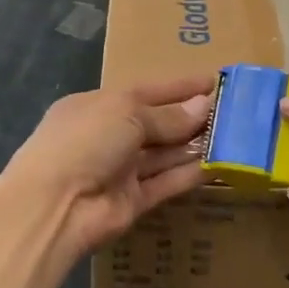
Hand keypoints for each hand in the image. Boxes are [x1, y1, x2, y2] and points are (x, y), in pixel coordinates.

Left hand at [3, 75, 214, 257]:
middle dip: (191, 116)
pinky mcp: (133, 201)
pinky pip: (166, 183)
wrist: (54, 205)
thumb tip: (203, 106)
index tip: (213, 81)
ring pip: (164, 154)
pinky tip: (219, 164)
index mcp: (99, 106)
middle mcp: (109, 135)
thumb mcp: (126, 113)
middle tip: (233, 110)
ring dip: (195, 144)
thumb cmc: (85, 141)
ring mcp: (120, 170)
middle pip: (157, 123)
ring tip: (234, 135)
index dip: (179, 87)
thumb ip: (166, 115)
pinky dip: (190, 174)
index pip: (146, 91)